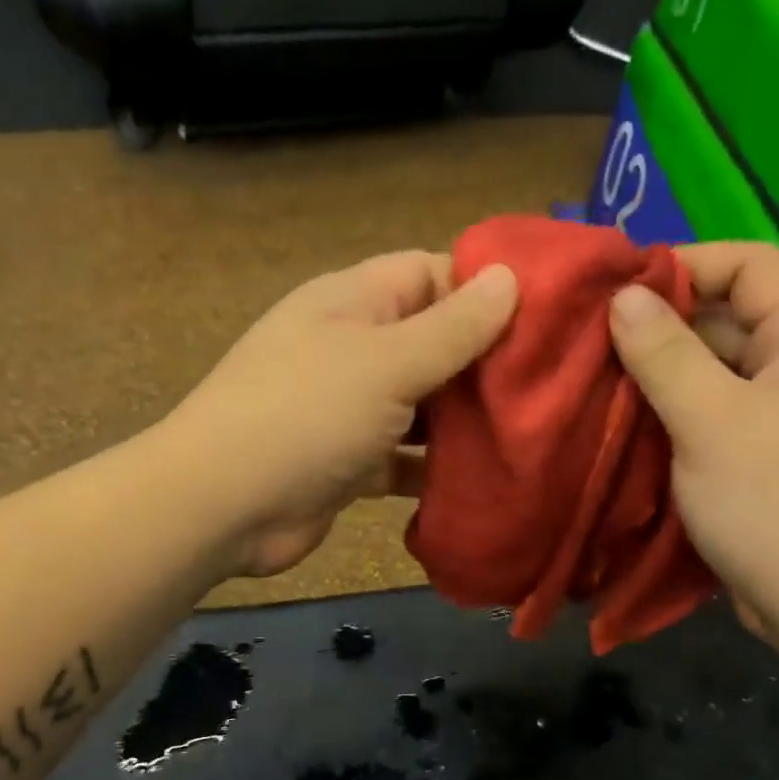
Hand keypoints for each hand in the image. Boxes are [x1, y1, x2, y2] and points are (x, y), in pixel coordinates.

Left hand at [163, 251, 517, 577]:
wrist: (223, 506)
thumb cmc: (305, 415)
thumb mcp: (387, 363)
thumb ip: (451, 327)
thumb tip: (508, 277)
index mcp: (354, 302)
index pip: (431, 273)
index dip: (486, 288)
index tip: (549, 314)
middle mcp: (352, 348)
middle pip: (432, 342)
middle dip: (485, 362)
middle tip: (555, 383)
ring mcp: (347, 409)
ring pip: (422, 405)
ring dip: (466, 420)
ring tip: (534, 431)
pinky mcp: (348, 463)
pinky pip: (403, 457)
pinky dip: (435, 467)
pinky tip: (485, 478)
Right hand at [608, 242, 778, 662]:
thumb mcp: (713, 424)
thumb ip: (666, 354)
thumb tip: (623, 295)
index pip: (752, 265)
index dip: (684, 266)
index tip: (616, 291)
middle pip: (733, 318)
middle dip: (664, 326)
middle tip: (593, 344)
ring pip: (722, 371)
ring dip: (665, 375)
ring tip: (601, 384)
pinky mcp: (777, 456)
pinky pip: (723, 415)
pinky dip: (679, 414)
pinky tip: (633, 426)